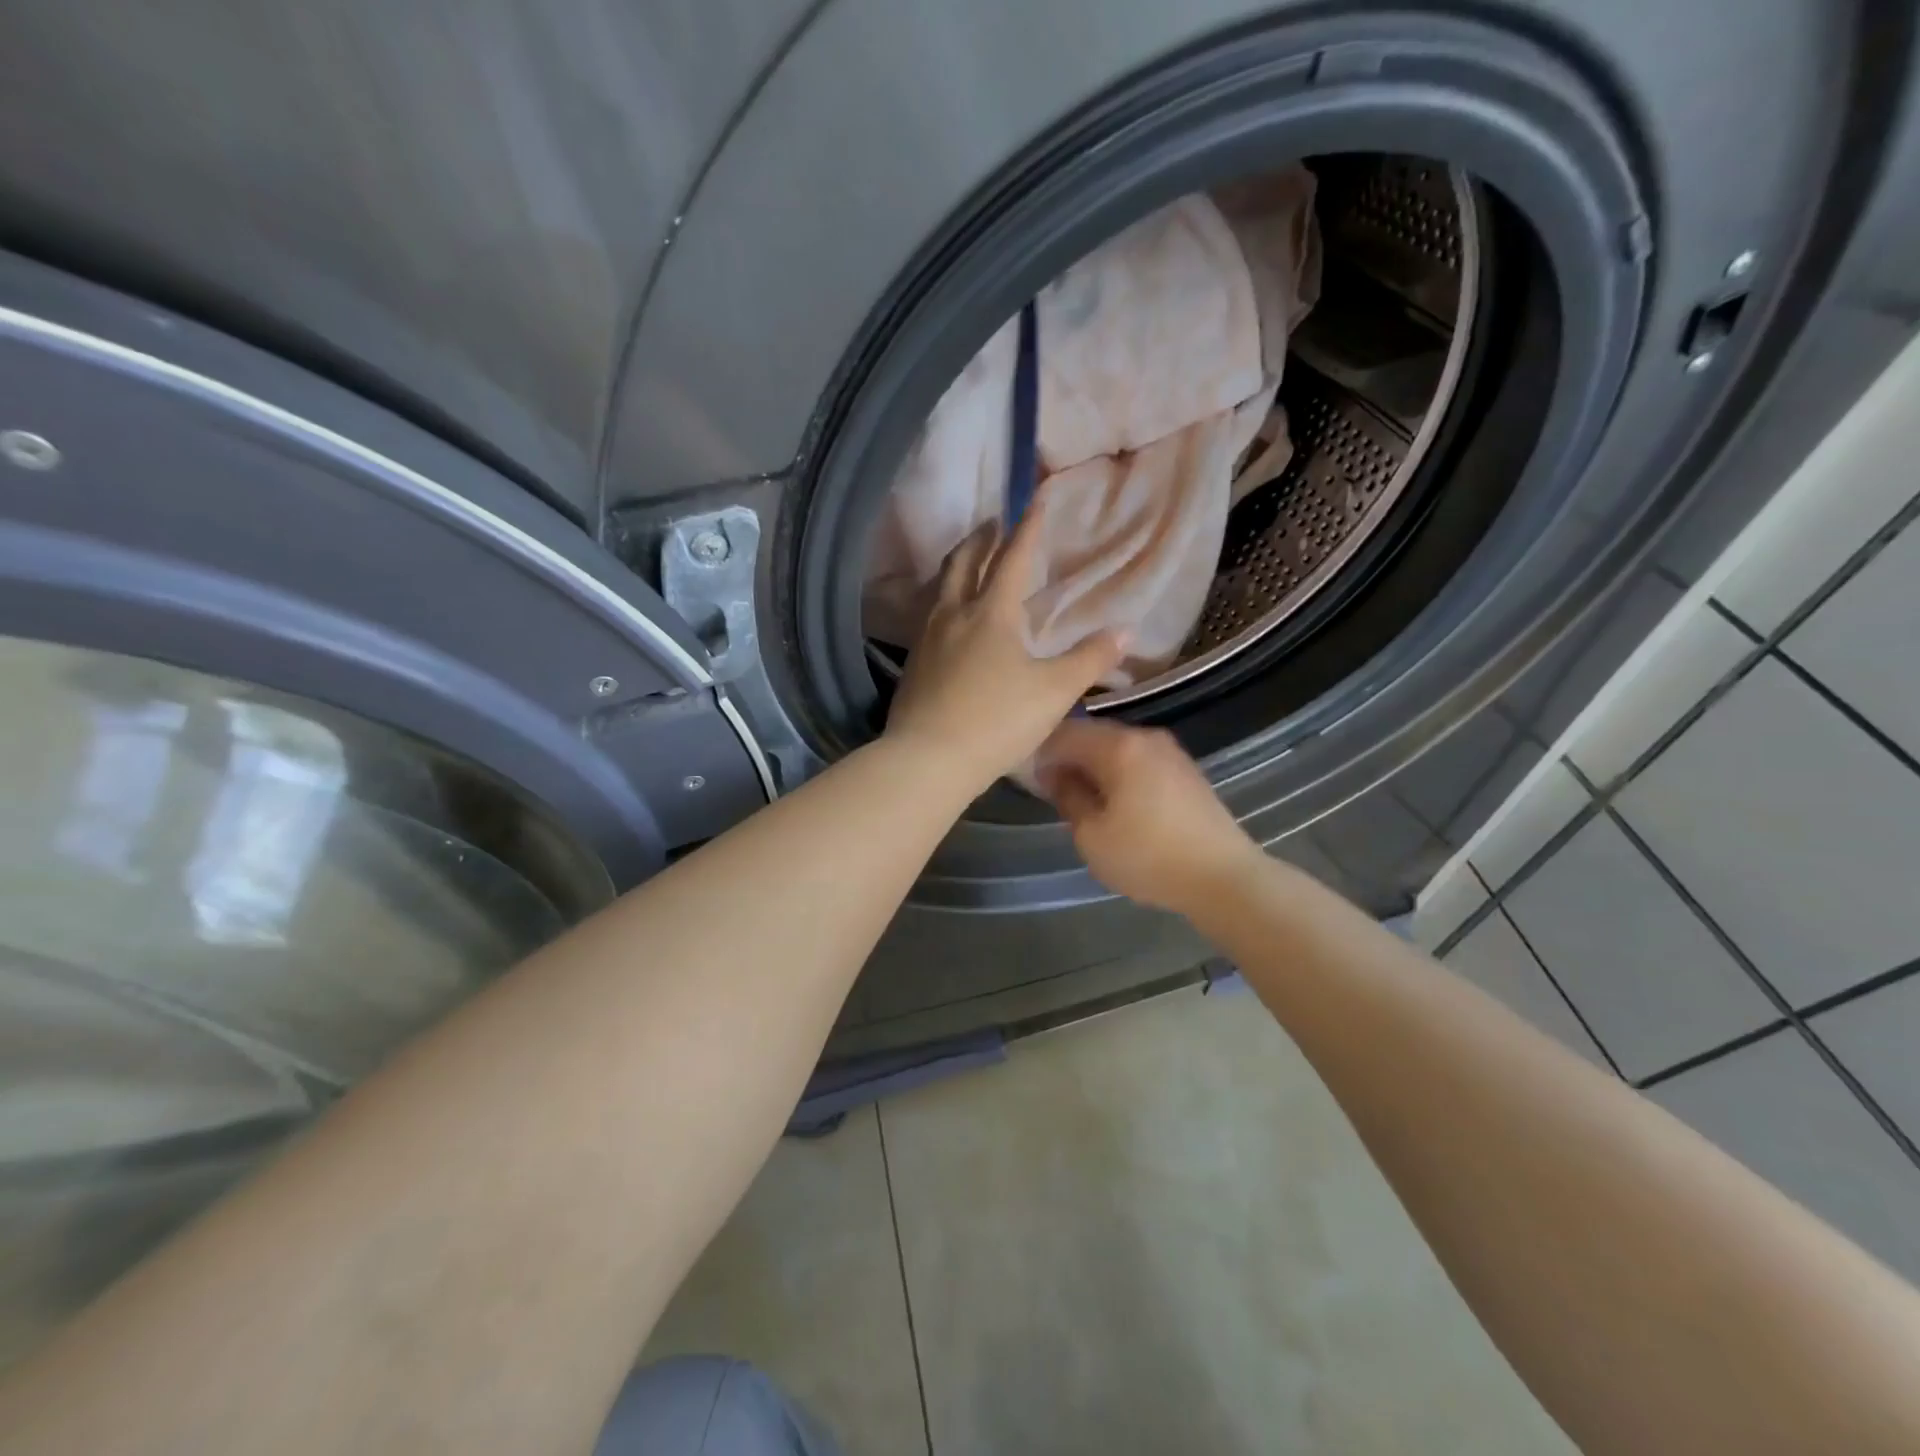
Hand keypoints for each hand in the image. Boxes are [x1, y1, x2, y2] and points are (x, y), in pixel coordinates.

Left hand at [885, 498, 1123, 793]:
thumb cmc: (998, 721)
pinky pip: (930, 618)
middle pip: (963, 562)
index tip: (1035, 500)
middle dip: (981, 539)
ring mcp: (927, 639)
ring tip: (970, 565)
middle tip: (994, 525)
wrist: (928, 759)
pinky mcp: (913, 664)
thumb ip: (1090, 659)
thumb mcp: (1054, 692)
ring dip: (958, 567)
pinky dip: (945, 602)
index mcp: (991, 613)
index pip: (1012, 558)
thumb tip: (1126, 631)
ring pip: (941, 589)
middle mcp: (954, 615)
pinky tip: (951, 622)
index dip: (1027, 528)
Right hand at [1036, 719, 1266, 914]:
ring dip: (1093, 765)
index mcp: (1119, 746)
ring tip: (1081, 798)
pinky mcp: (1184, 769)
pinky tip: (1114, 801)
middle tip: (1050, 789)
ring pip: (1116, 747)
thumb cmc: (1149, 857)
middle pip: (1092, 735)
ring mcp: (1169, 751)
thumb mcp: (1092, 836)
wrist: (1224, 877)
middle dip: (1067, 757)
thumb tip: (1053, 775)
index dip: (1040, 752)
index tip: (1029, 778)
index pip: (1064, 732)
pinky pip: (1138, 759)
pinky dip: (1118, 772)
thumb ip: (1067, 797)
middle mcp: (1145, 736)